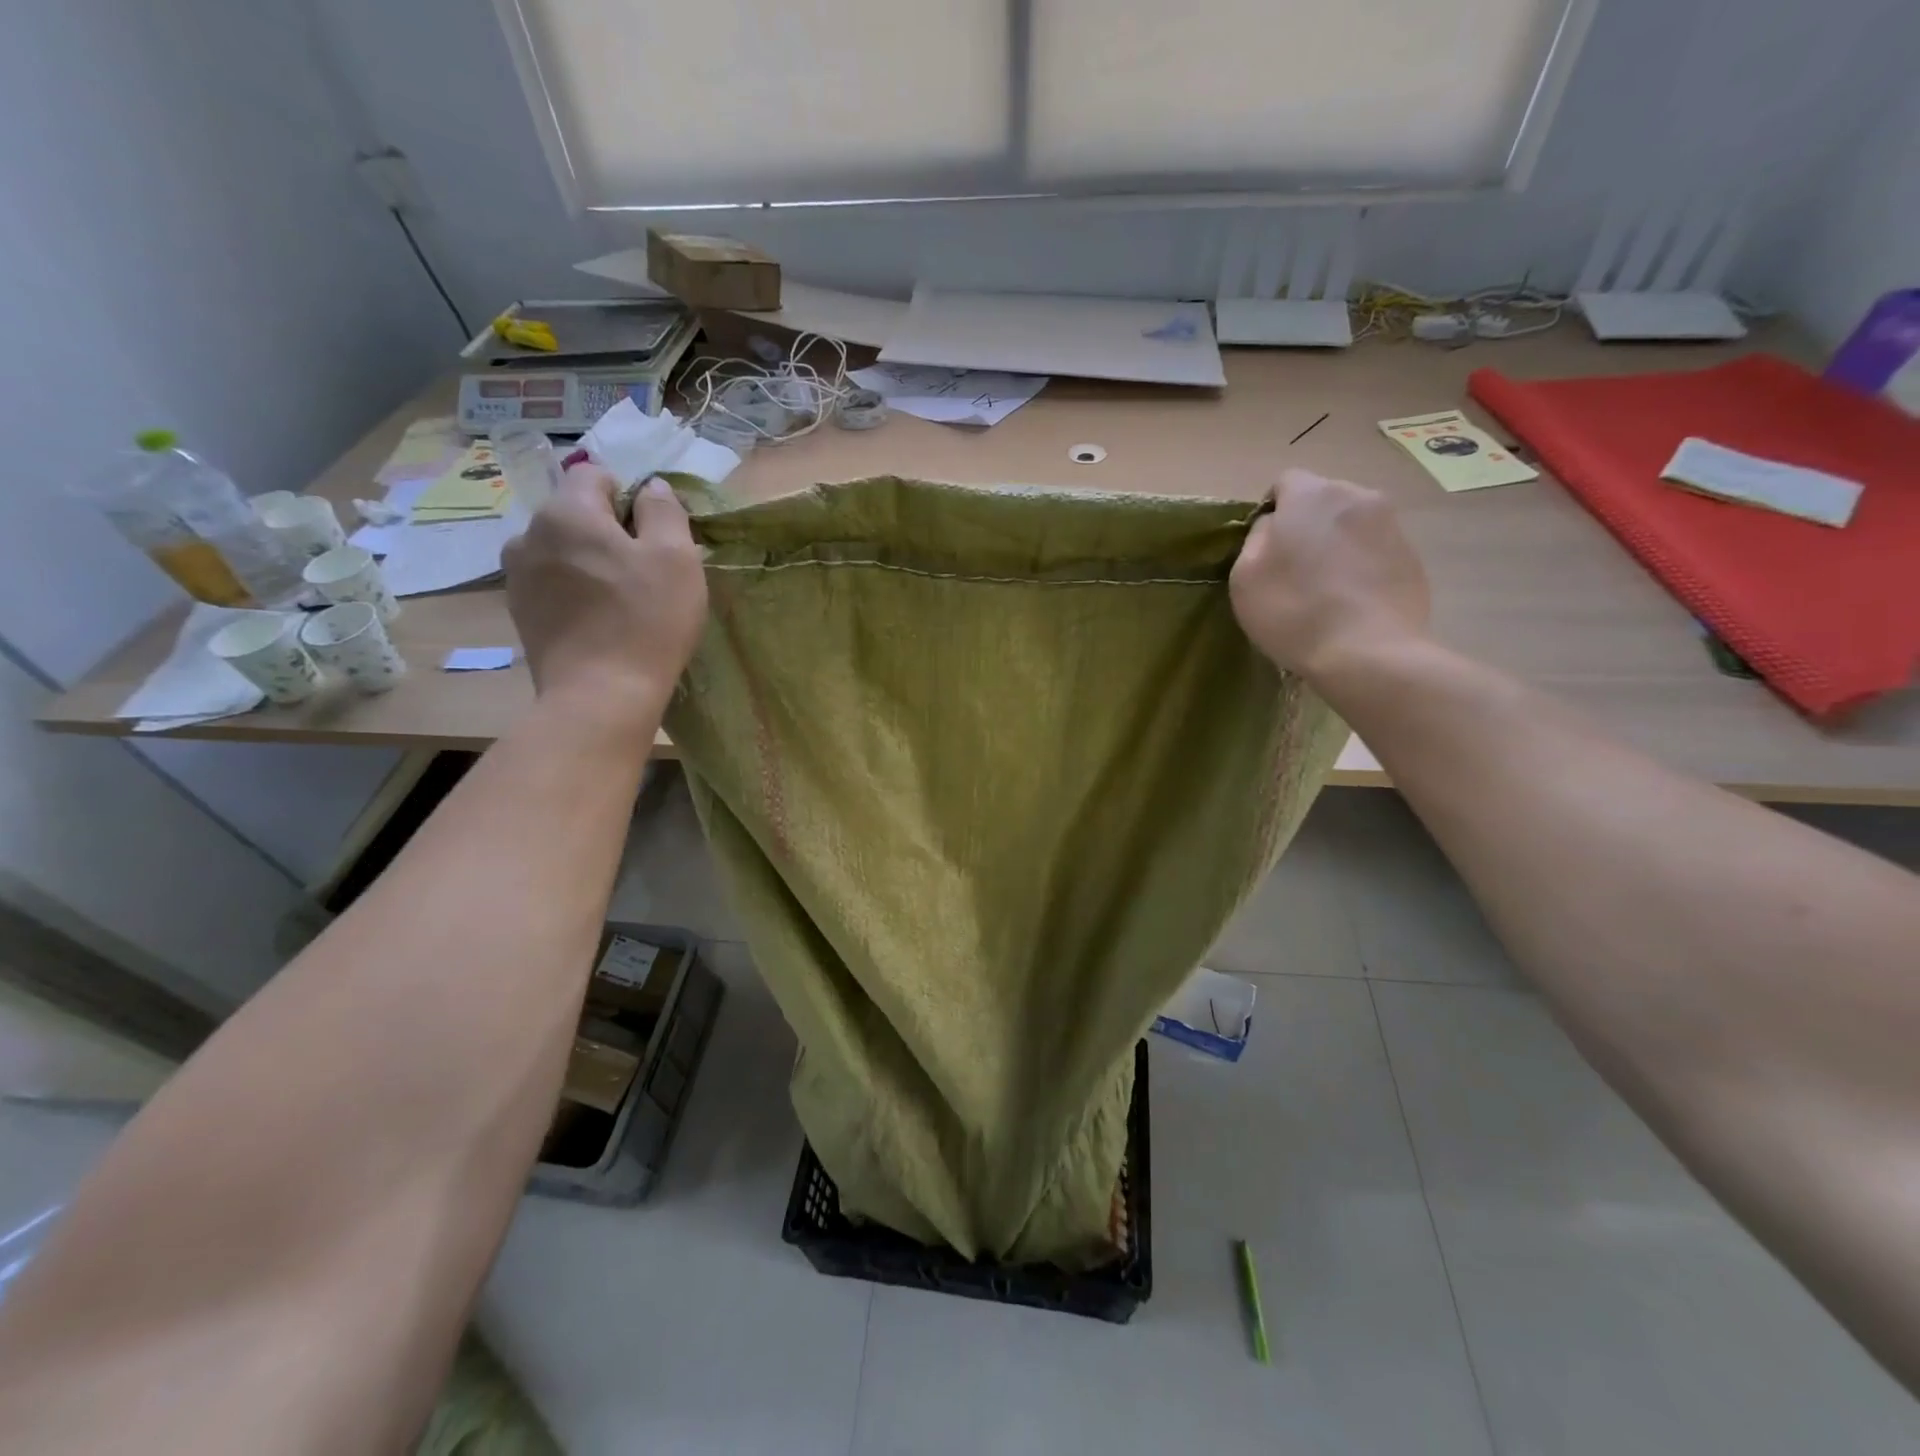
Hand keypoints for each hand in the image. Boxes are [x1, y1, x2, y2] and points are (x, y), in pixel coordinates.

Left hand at [503, 468, 706, 721]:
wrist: (601, 696)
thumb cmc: (647, 620)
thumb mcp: (677, 558)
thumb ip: (664, 510)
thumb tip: (651, 486)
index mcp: (567, 512)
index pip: (594, 475)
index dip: (630, 497)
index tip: (653, 535)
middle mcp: (529, 534)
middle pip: (576, 514)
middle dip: (609, 531)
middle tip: (644, 572)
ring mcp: (517, 576)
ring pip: (562, 550)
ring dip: (589, 562)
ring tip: (619, 599)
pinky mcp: (520, 612)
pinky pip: (552, 583)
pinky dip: (574, 591)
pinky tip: (599, 621)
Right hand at [1229, 468, 1430, 679]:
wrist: (1367, 651)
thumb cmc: (1293, 610)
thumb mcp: (1245, 575)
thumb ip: (1256, 539)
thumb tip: (1273, 527)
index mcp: (1312, 494)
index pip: (1284, 482)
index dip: (1270, 512)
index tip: (1265, 548)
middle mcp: (1357, 496)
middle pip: (1322, 501)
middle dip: (1306, 525)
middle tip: (1293, 569)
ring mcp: (1391, 525)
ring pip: (1351, 525)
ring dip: (1335, 546)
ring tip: (1324, 589)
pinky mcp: (1412, 557)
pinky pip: (1374, 551)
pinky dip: (1360, 567)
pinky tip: (1350, 602)